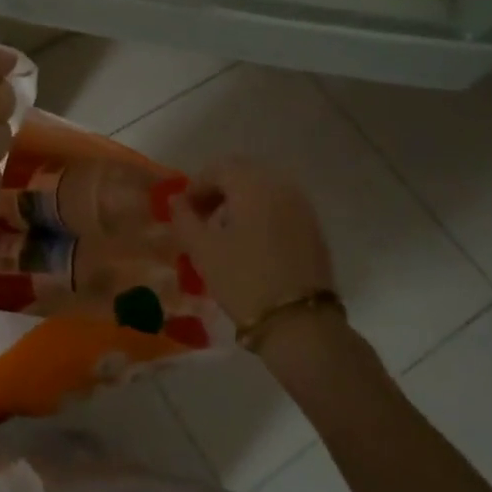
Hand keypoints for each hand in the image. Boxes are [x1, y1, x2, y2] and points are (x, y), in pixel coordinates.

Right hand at [170, 160, 335, 329]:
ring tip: (224, 234)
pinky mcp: (313, 227)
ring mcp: (302, 205)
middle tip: (201, 219)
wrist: (300, 322)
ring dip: (239, 202)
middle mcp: (280, 185)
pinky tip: (250, 243)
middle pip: (242, 174)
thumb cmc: (243, 279)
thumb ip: (184, 219)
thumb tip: (177, 200)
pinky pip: (280, 206)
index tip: (183, 212)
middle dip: (218, 191)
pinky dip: (260, 214)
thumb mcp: (203, 250)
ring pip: (263, 189)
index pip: (218, 169)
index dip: (195, 187)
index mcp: (252, 184)